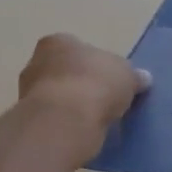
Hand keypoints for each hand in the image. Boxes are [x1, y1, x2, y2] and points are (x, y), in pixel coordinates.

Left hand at [18, 34, 150, 155]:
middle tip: (105, 98)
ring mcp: (28, 91)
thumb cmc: (97, 84)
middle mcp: (36, 61)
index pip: (79, 48)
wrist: (66, 120)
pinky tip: (84, 129)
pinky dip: (68, 122)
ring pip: (58, 95)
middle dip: (82, 83)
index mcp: (59, 42)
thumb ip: (133, 75)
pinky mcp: (31, 118)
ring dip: (73, 105)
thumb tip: (142, 78)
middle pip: (65, 71)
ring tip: (97, 118)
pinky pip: (55, 117)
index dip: (97, 63)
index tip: (111, 79)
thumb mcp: (128, 75)